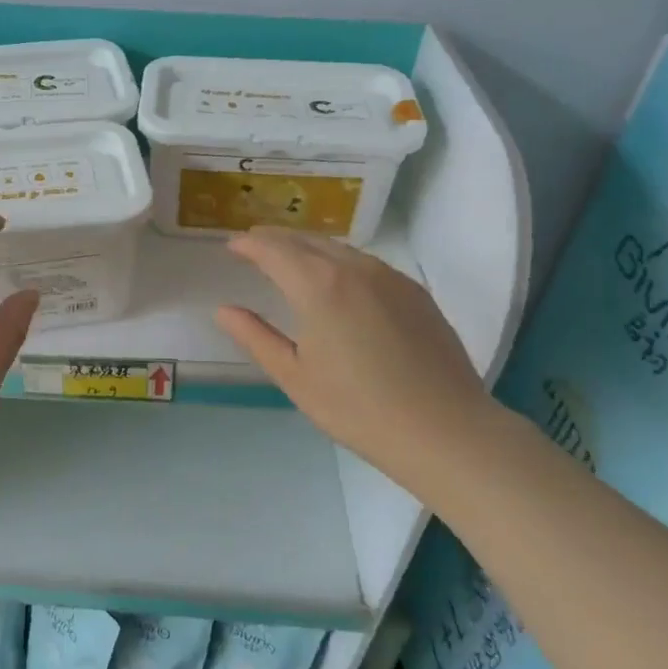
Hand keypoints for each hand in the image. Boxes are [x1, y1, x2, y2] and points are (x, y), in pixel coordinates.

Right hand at [215, 228, 502, 488]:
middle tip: (255, 242)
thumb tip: (224, 310)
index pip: (274, 249)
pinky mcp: (415, 292)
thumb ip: (255, 337)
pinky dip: (341, 261)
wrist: (444, 430)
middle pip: (308, 241)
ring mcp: (391, 277)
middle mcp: (354, 268)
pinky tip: (338, 280)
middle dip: (277, 238)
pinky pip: (368, 264)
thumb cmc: (357, 408)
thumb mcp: (294, 376)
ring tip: (292, 257)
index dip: (249, 244)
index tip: (232, 245)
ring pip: (340, 249)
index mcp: (318, 285)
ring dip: (310, 247)